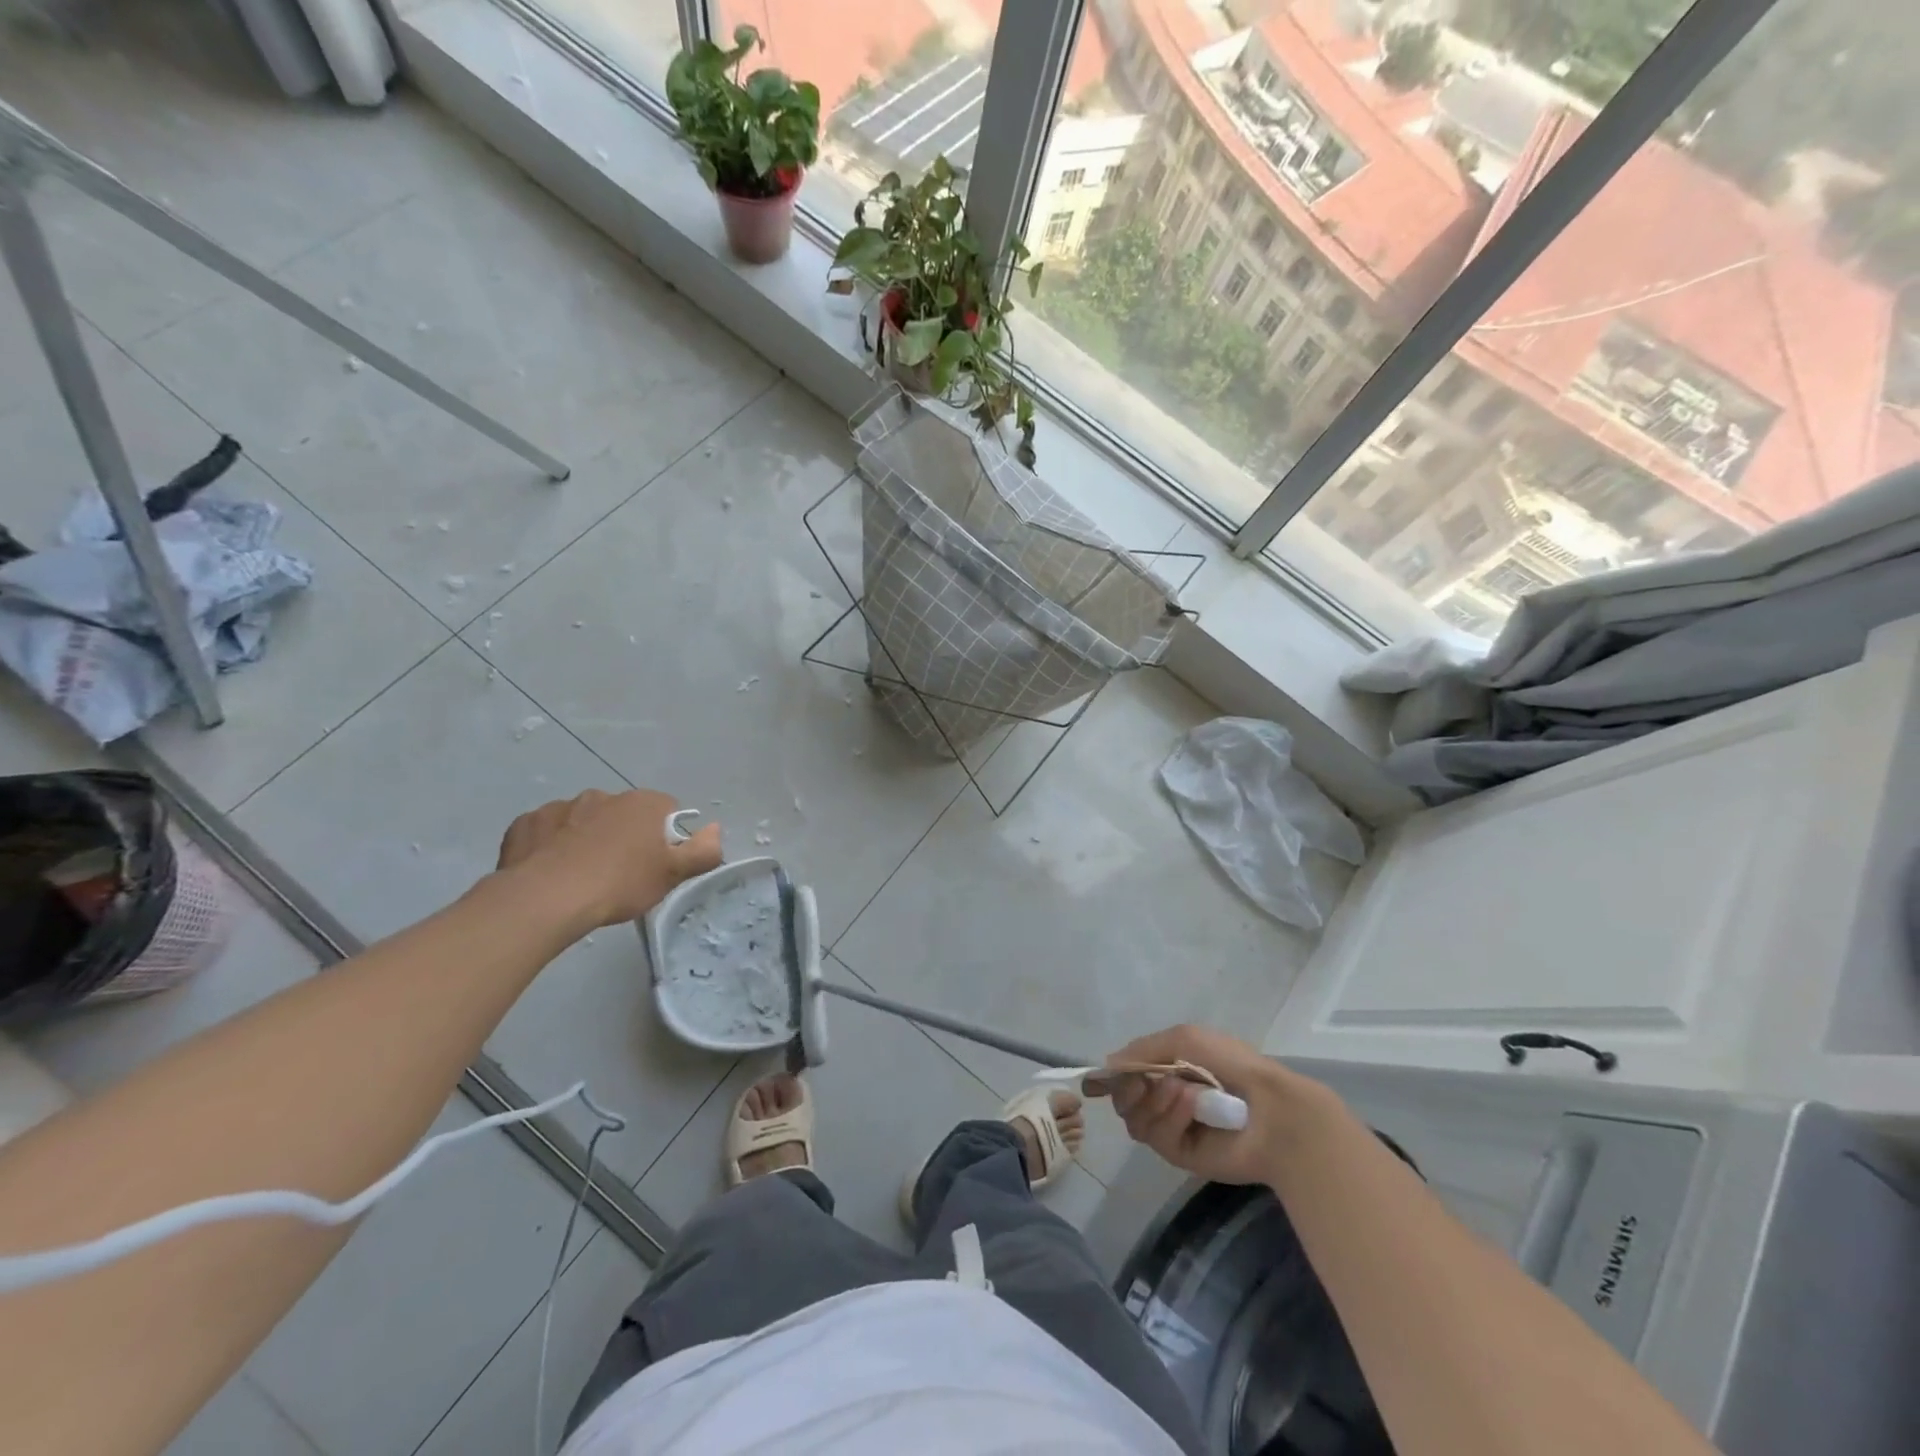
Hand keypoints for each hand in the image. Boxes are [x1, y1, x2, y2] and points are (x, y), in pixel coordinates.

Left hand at [496, 789, 722, 930]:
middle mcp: (603, 795)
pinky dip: (550, 846)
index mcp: (642, 803)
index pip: (666, 810)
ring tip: (580, 876)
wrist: (545, 899)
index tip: (655, 863)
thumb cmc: (619, 884)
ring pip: (582, 821)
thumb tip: (715, 829)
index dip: (664, 837)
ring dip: (585, 839)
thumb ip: (703, 850)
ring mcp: (560, 807)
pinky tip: (550, 872)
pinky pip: (546, 832)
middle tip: (619, 874)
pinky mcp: (526, 823)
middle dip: (623, 836)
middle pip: (623, 814)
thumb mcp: (672, 875)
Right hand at [1102, 1024, 1330, 1186]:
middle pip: (1124, 1100)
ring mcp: (1173, 1128)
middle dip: (1128, 1088)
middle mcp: (1166, 1098)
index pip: (1127, 1075)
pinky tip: (1192, 1104)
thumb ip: (1142, 1049)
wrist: (1272, 1109)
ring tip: (1182, 1090)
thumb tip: (1108, 1064)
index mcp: (1169, 1069)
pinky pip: (1156, 1136)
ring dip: (1153, 1099)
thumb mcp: (1184, 1038)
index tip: (1110, 1073)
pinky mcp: (1181, 1155)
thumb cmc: (1231, 1064)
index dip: (1116, 1074)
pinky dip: (1170, 1116)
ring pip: (1135, 1119)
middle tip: (1141, 1082)